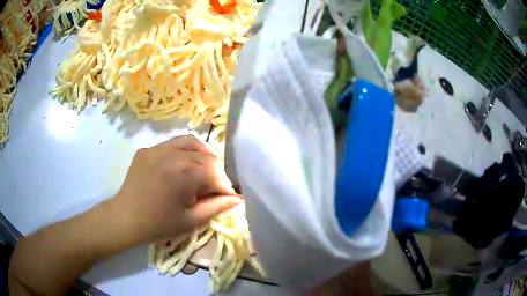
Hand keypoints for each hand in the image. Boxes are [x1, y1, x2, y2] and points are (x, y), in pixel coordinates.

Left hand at [112, 135, 241, 242]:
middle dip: (215, 172)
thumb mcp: (190, 220)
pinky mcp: (147, 150)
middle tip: (214, 188)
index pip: (215, 171)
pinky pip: (171, 144)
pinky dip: (183, 152)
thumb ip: (217, 206)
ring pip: (189, 142)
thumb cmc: (158, 225)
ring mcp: (156, 149)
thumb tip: (238, 198)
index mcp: (181, 175)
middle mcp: (170, 155)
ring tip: (202, 170)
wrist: (125, 219)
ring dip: (202, 155)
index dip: (225, 184)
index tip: (227, 197)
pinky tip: (181, 166)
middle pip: (205, 156)